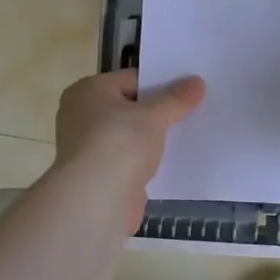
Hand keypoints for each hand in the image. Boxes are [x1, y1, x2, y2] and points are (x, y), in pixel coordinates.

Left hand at [50, 69, 206, 232]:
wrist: (95, 201)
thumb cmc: (119, 144)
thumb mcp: (154, 115)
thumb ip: (176, 98)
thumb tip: (197, 81)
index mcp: (88, 90)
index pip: (132, 79)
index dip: (161, 83)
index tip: (188, 91)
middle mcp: (82, 115)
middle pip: (130, 107)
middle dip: (158, 112)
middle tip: (192, 111)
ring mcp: (88, 147)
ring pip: (130, 135)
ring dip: (152, 138)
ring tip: (187, 135)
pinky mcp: (98, 175)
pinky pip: (129, 159)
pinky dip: (146, 161)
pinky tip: (171, 162)